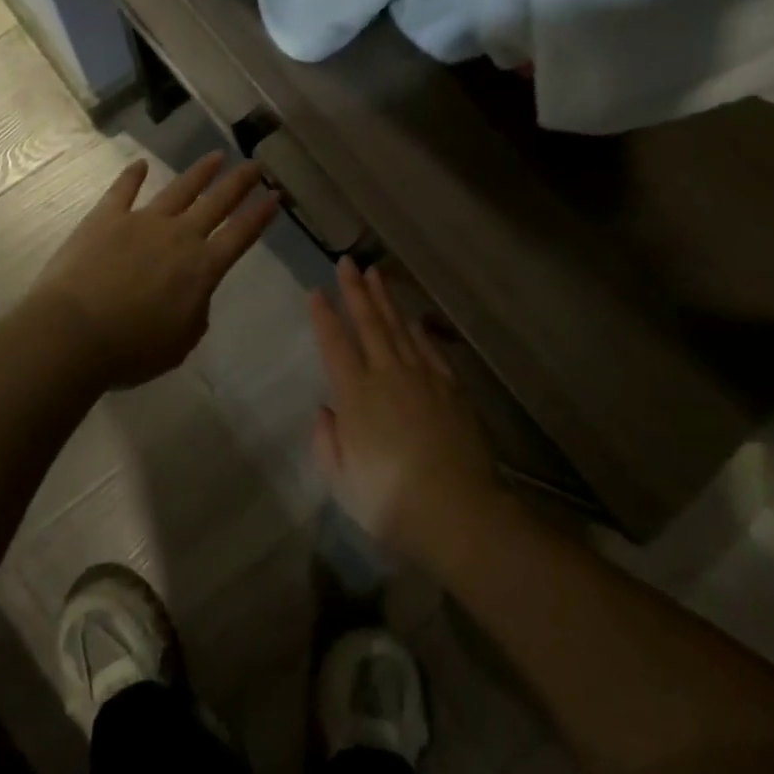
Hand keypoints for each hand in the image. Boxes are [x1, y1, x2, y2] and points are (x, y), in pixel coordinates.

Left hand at [31, 152, 278, 387]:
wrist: (72, 334)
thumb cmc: (132, 349)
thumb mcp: (181, 342)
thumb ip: (195, 312)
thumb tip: (194, 293)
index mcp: (202, 268)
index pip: (240, 234)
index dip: (260, 215)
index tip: (275, 196)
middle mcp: (179, 236)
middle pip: (216, 203)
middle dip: (239, 183)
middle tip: (255, 165)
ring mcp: (141, 222)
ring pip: (179, 190)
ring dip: (200, 173)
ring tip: (216, 157)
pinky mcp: (105, 218)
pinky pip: (123, 190)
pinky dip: (132, 176)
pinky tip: (141, 165)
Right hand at [310, 258, 501, 568]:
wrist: (458, 511)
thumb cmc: (390, 502)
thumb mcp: (341, 481)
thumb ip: (327, 441)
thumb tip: (326, 409)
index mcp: (356, 396)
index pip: (335, 344)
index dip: (324, 316)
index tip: (316, 291)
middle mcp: (388, 375)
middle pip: (369, 324)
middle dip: (355, 291)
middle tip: (347, 262)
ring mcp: (423, 378)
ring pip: (400, 329)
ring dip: (386, 300)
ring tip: (376, 275)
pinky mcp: (451, 388)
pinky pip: (430, 350)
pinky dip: (419, 331)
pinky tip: (414, 320)